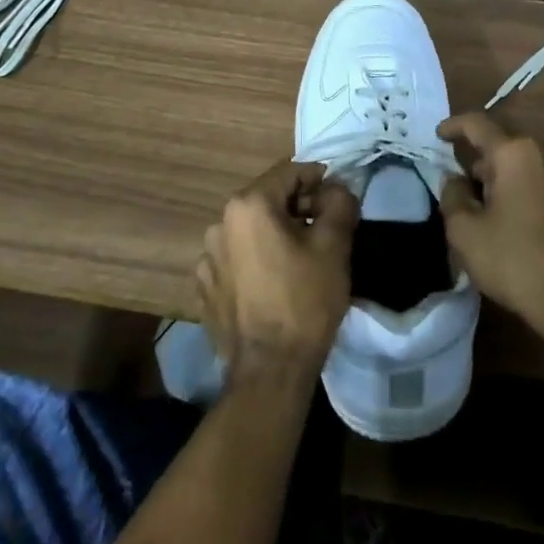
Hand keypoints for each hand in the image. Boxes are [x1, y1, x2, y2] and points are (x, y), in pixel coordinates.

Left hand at [197, 159, 359, 387]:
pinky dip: (256, 260)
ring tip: (300, 259)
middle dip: (297, 207)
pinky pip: (236, 259)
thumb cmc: (305, 300)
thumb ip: (338, 202)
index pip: (289, 172)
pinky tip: (274, 283)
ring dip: (275, 234)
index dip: (318, 179)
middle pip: (268, 199)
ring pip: (251, 230)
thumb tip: (335, 188)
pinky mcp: (205, 289)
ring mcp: (207, 258)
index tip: (338, 198)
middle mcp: (220, 223)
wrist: (270, 371)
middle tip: (325, 229)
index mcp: (248, 205)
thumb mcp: (334, 245)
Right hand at [437, 113, 543, 338]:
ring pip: (532, 161)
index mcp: (515, 152)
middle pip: (507, 144)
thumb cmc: (515, 261)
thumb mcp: (465, 233)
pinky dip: (536, 188)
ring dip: (512, 174)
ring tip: (498, 204)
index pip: (478, 125)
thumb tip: (454, 178)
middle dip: (484, 159)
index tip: (440, 134)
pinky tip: (529, 217)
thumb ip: (452, 196)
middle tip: (468, 185)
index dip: (455, 126)